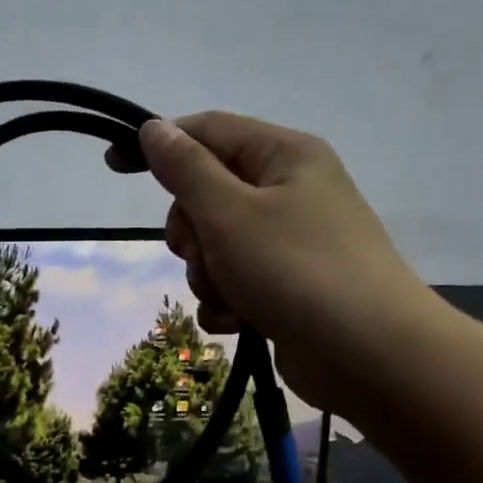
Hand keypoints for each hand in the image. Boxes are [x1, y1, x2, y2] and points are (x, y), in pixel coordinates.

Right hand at [112, 114, 442, 412]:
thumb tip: (153, 128)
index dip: (159, 143)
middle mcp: (288, 192)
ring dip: (207, 275)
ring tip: (232, 296)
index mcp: (283, 156)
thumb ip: (186, 170)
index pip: (207, 131)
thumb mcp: (230, 213)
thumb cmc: (296, 270)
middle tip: (201, 252)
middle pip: (206, 195)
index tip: (112, 165)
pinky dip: (226, 302)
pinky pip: (233, 282)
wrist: (369, 354)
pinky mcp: (286, 287)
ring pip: (214, 246)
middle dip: (191, 232)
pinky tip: (240, 322)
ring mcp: (288, 242)